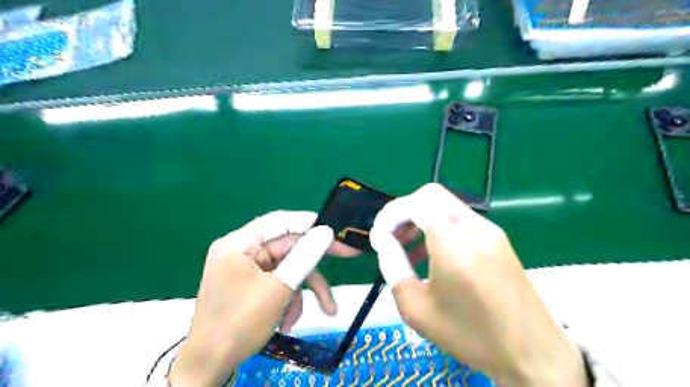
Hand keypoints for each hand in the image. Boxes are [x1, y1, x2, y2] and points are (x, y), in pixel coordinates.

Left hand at [170, 212, 358, 386]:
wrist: (209, 366)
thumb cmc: (239, 324)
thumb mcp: (278, 289)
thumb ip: (304, 257)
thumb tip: (326, 232)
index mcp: (239, 244)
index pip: (280, 221)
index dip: (310, 223)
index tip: (335, 229)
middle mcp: (242, 251)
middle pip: (288, 247)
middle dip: (314, 264)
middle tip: (349, 255)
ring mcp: (246, 268)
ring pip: (287, 268)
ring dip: (303, 290)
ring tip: (325, 310)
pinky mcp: (251, 284)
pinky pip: (278, 282)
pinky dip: (289, 299)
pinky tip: (288, 321)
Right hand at [369, 183, 583, 386]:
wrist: (533, 354)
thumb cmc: (469, 334)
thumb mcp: (416, 307)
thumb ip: (392, 266)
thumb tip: (382, 239)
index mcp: (453, 241)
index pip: (416, 202)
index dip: (391, 213)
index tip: (379, 235)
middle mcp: (474, 226)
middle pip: (431, 195)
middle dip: (406, 212)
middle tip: (393, 238)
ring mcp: (490, 231)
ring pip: (446, 206)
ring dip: (422, 219)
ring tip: (408, 249)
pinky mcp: (499, 240)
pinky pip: (461, 220)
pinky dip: (440, 228)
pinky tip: (434, 256)